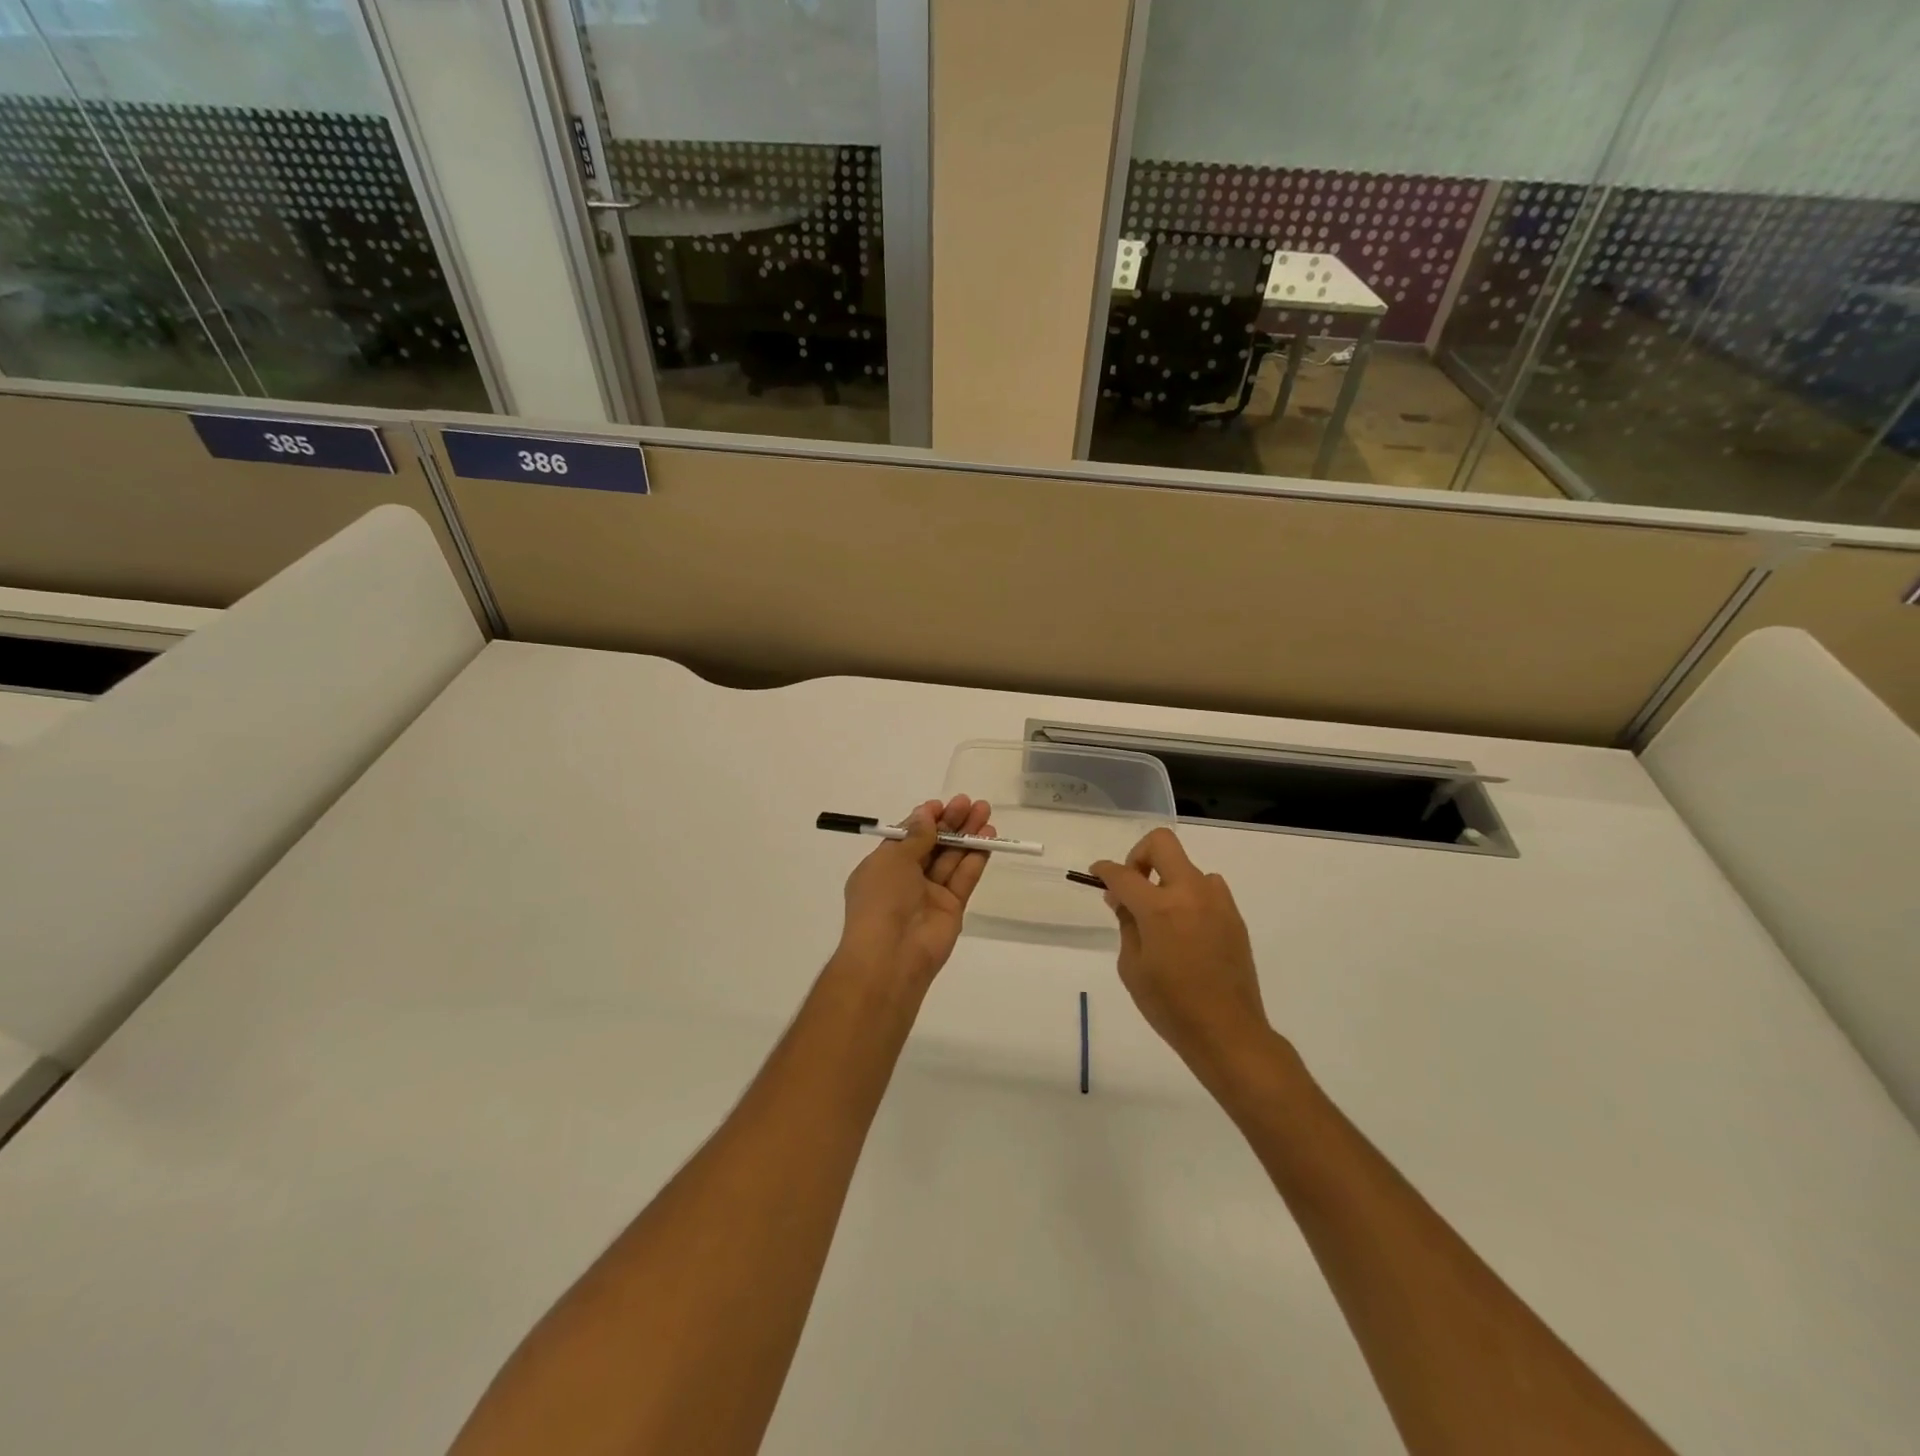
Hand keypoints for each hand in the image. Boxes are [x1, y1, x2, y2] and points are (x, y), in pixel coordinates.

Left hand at [835, 796, 993, 991]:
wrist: (891, 955)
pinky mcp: (952, 908)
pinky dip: (976, 857)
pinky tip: (989, 838)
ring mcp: (930, 894)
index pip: (907, 837)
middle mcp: (906, 879)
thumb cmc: (882, 900)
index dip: (925, 820)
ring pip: (951, 858)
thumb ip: (916, 836)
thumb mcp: (893, 859)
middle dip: (951, 823)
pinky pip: (964, 877)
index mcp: (883, 867)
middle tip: (971, 802)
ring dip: (967, 835)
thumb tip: (926, 814)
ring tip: (985, 812)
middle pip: (933, 845)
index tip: (942, 804)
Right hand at [1089, 829, 1270, 1082]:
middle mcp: (1190, 893)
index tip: (1096, 874)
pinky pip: (1206, 888)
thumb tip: (1124, 900)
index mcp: (1159, 908)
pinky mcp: (1233, 915)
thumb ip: (1127, 924)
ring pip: (1186, 866)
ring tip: (1161, 915)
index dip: (1104, 870)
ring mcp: (1217, 901)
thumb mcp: (1132, 967)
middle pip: (1161, 843)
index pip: (1123, 874)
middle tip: (1131, 885)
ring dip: (1168, 879)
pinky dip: (1189, 896)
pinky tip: (1184, 929)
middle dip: (1138, 856)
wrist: (1228, 1032)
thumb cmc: (1170, 1006)